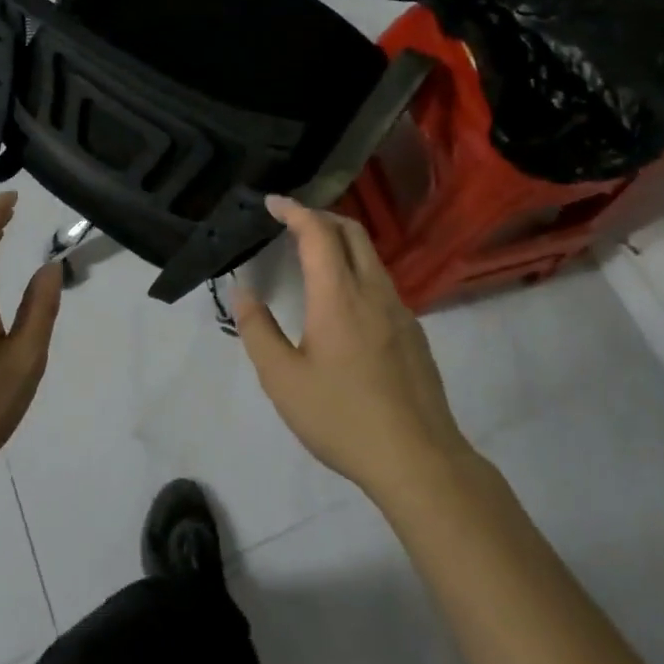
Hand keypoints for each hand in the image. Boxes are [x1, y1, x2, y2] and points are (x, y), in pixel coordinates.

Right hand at [236, 196, 474, 500]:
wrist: (419, 460)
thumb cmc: (342, 417)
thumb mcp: (283, 380)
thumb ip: (258, 330)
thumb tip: (243, 291)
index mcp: (338, 296)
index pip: (318, 232)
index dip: (294, 210)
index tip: (272, 203)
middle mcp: (373, 291)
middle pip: (351, 232)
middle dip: (320, 216)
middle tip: (291, 221)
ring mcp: (400, 310)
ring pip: (370, 255)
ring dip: (341, 241)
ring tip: (313, 254)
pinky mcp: (413, 332)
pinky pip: (381, 281)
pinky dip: (357, 268)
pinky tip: (343, 300)